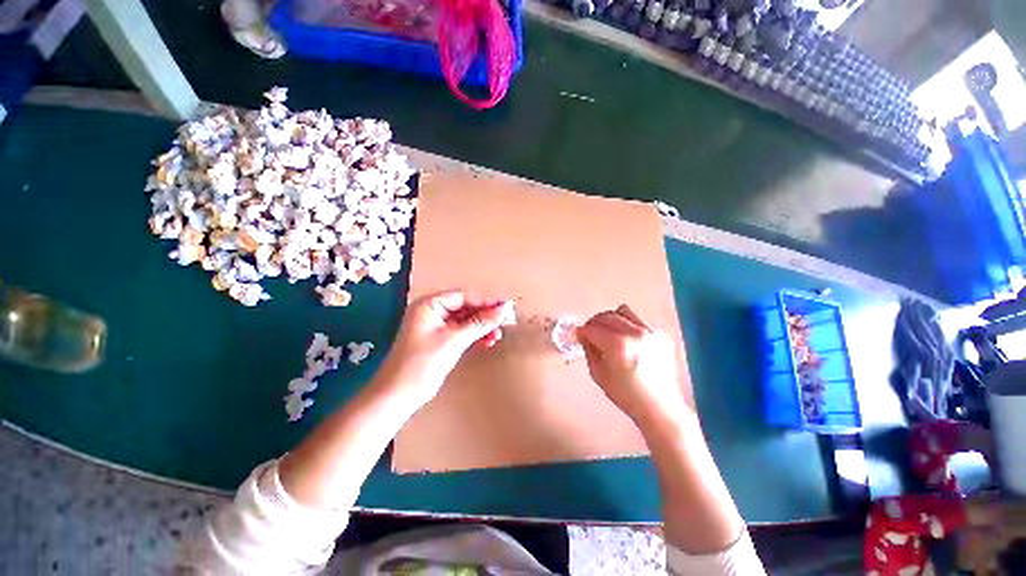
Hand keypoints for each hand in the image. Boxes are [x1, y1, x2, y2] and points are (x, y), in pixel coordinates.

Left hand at [379, 290, 512, 405]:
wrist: (399, 395)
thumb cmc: (423, 362)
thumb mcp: (454, 340)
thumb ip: (480, 323)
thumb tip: (504, 309)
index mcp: (430, 304)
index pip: (464, 296)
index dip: (487, 301)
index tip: (507, 305)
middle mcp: (433, 311)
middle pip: (466, 307)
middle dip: (486, 315)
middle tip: (507, 320)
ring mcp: (436, 325)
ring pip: (466, 320)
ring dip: (482, 327)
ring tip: (498, 334)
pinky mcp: (440, 339)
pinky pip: (462, 331)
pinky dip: (475, 336)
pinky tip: (488, 341)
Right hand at [577, 304, 688, 429]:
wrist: (660, 406)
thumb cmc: (626, 395)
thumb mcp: (598, 374)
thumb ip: (589, 350)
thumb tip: (583, 336)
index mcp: (618, 345)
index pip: (592, 328)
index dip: (581, 331)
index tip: (577, 335)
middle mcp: (635, 333)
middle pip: (606, 316)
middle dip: (593, 323)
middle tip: (589, 333)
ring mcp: (649, 332)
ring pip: (622, 311)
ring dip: (610, 319)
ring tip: (608, 332)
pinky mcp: (659, 334)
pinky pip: (637, 319)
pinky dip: (626, 324)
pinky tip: (625, 339)